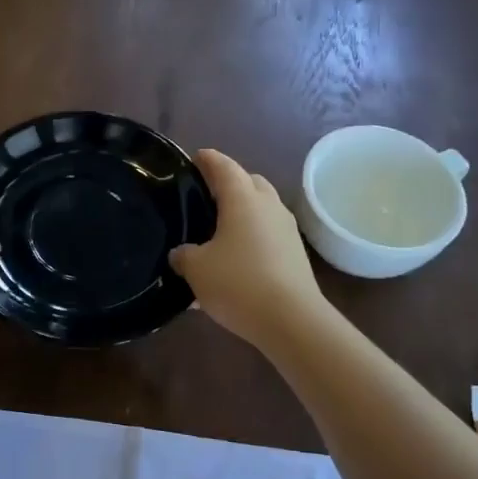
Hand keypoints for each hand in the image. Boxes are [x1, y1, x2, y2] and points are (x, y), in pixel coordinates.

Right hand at [170, 148, 326, 349]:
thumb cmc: (238, 283)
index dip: (207, 160)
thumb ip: (183, 255)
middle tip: (205, 197)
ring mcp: (286, 229)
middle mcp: (268, 206)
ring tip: (218, 231)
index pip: (223, 166)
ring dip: (242, 213)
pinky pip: (268, 234)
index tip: (195, 158)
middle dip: (229, 184)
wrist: (292, 320)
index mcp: (243, 199)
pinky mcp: (295, 254)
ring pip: (261, 209)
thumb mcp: (196, 269)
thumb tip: (182, 253)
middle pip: (249, 182)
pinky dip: (251, 238)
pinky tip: (234, 261)